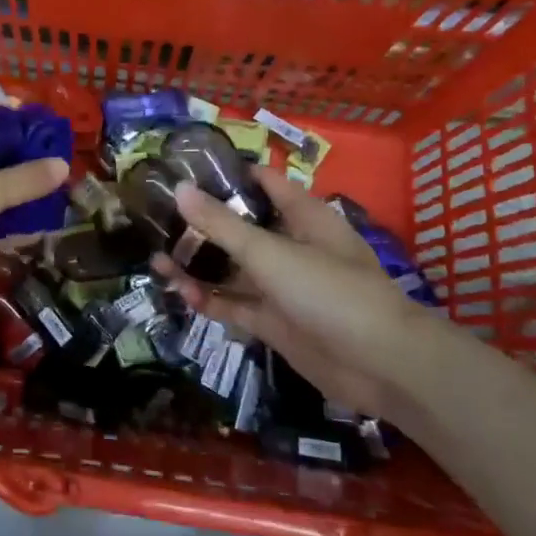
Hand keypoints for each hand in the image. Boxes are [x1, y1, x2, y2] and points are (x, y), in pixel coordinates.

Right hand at [152, 165, 431, 414]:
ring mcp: (282, 285)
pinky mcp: (274, 321)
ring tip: (156, 258)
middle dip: (201, 224)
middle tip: (155, 219)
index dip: (225, 174)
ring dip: (198, 265)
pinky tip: (180, 293)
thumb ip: (222, 224)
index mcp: (301, 215)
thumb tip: (179, 188)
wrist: (380, 366)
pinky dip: (209, 299)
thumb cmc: (329, 291)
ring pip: (232, 268)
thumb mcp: (270, 253)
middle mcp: (290, 245)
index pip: (261, 182)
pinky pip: (235, 304)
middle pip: (240, 227)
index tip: (182, 170)